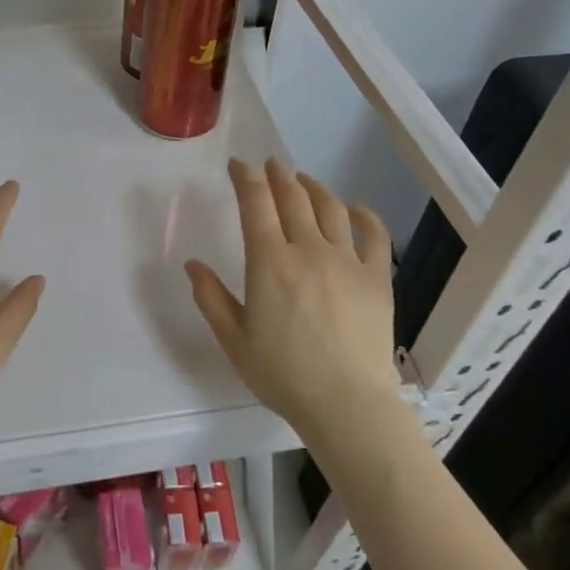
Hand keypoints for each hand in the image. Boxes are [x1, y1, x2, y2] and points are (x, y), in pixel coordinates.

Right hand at [185, 159, 398, 435]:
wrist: (346, 404)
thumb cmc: (283, 374)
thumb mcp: (234, 340)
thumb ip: (210, 298)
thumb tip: (192, 264)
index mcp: (270, 262)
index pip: (256, 203)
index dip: (246, 177)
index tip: (239, 165)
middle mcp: (309, 250)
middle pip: (293, 198)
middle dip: (278, 175)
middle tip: (270, 165)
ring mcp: (347, 261)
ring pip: (330, 208)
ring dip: (313, 187)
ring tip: (303, 180)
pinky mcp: (377, 278)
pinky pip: (374, 235)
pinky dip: (364, 215)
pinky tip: (355, 208)